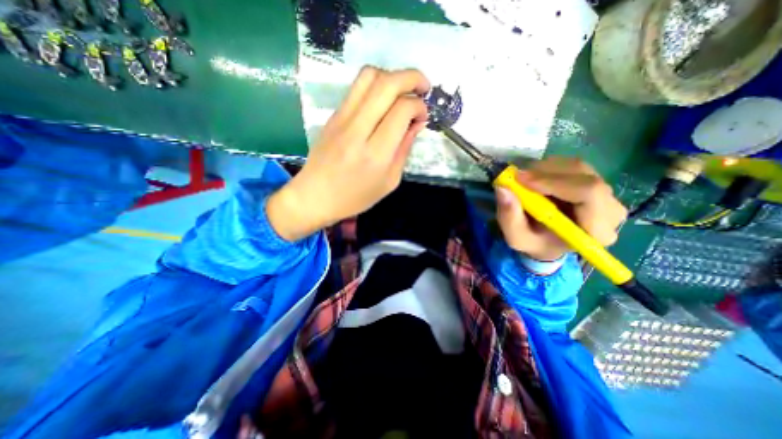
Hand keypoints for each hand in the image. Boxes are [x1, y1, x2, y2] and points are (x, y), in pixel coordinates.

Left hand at [268, 67, 425, 240]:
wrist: (315, 196)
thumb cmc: (355, 197)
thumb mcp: (389, 181)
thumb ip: (404, 149)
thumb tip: (417, 123)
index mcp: (375, 154)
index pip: (401, 110)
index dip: (419, 106)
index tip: (423, 116)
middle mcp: (357, 130)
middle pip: (386, 84)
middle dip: (412, 77)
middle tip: (424, 88)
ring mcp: (341, 119)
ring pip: (369, 76)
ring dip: (392, 75)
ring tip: (403, 90)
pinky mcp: (333, 116)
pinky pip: (357, 87)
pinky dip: (376, 85)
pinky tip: (384, 100)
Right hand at [494, 155, 627, 259]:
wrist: (547, 241)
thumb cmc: (534, 242)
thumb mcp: (516, 237)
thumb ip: (509, 217)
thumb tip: (503, 188)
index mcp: (596, 230)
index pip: (588, 193)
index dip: (554, 182)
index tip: (522, 180)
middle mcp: (610, 210)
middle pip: (583, 176)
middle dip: (545, 173)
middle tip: (517, 178)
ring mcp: (606, 193)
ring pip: (577, 167)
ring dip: (545, 169)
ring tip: (524, 180)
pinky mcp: (595, 182)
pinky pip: (572, 166)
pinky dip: (548, 168)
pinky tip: (535, 179)